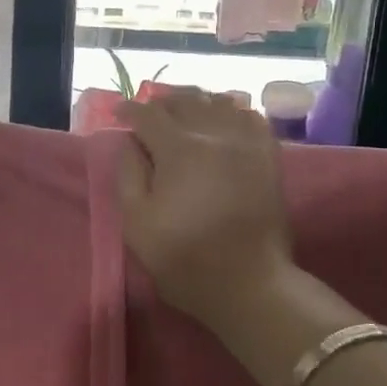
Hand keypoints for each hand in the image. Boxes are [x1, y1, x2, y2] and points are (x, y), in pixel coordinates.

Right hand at [115, 88, 296, 332]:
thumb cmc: (185, 258)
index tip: (118, 115)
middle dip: (160, 103)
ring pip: (217, 101)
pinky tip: (222, 120)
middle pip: (184, 101)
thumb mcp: (137, 223)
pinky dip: (231, 111)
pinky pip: (250, 116)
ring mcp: (246, 142)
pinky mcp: (268, 156)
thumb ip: (128, 174)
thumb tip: (130, 142)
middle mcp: (214, 134)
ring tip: (182, 112)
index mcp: (179, 149)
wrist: (250, 284)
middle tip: (147, 114)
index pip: (148, 114)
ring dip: (194, 102)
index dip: (129, 111)